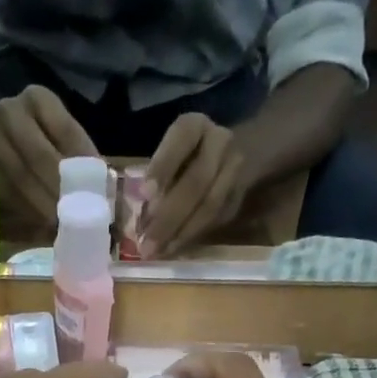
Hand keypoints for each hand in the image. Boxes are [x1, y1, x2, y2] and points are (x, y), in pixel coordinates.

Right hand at [0, 85, 98, 230]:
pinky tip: (39, 226)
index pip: (67, 131)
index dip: (84, 165)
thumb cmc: (30, 136)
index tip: (98, 193)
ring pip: (19, 177)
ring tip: (61, 227)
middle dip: (61, 190)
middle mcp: (10, 112)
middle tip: (78, 218)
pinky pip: (3, 192)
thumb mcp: (54, 132)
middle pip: (40, 155)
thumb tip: (109, 194)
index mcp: (37, 98)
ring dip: (43, 206)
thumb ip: (80, 156)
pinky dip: (24, 211)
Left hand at [141, 113, 247, 257]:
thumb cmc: (185, 155)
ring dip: (181, 233)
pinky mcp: (239, 196)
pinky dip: (193, 237)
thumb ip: (157, 179)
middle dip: (169, 216)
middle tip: (147, 243)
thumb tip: (137, 223)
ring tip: (158, 252)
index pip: (181, 139)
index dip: (163, 166)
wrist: (232, 153)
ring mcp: (235, 169)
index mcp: (195, 125)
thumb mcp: (169, 153)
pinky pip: (216, 220)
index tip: (145, 193)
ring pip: (210, 205)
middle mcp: (220, 142)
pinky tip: (173, 250)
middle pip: (197, 181)